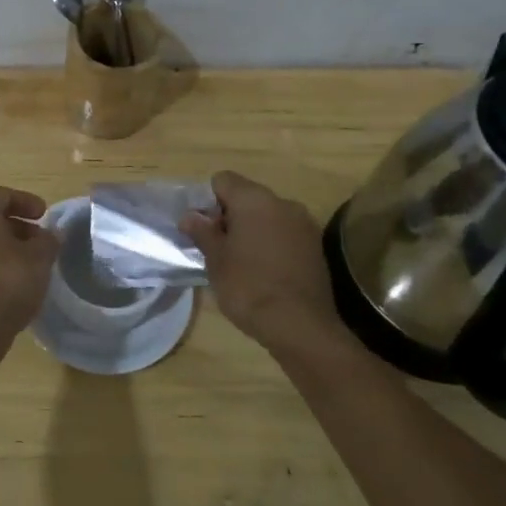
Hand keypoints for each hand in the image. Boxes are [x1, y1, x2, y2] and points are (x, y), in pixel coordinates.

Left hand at [0, 186, 60, 351]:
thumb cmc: (5, 282)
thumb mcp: (39, 258)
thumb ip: (48, 241)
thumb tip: (51, 234)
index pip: (3, 195)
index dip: (27, 202)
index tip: (45, 215)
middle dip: (16, 226)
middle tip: (39, 240)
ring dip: (3, 246)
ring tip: (28, 263)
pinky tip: (9, 282)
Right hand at [182, 171, 344, 352]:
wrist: (300, 325)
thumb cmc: (248, 287)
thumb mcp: (215, 260)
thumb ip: (202, 232)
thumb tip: (189, 216)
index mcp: (254, 199)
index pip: (223, 180)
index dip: (209, 201)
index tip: (206, 230)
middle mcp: (282, 203)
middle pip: (247, 196)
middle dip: (231, 216)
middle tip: (220, 248)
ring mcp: (304, 224)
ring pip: (268, 215)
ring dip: (253, 230)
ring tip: (243, 262)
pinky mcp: (316, 246)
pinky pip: (286, 233)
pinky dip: (273, 243)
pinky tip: (267, 272)